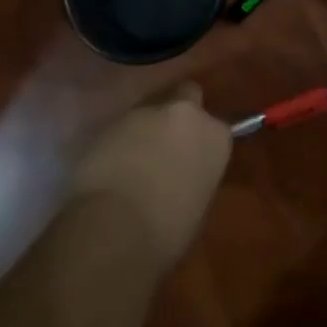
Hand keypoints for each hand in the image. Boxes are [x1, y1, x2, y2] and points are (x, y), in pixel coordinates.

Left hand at [70, 82, 230, 267]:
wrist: (115, 227)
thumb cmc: (168, 229)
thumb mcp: (197, 203)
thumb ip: (194, 174)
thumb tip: (182, 175)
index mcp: (214, 135)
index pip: (216, 127)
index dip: (202, 141)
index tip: (193, 159)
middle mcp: (184, 113)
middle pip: (186, 97)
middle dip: (177, 115)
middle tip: (167, 146)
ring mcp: (145, 113)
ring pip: (150, 111)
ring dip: (145, 129)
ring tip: (134, 161)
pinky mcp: (110, 121)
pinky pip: (122, 127)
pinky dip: (119, 141)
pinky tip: (111, 167)